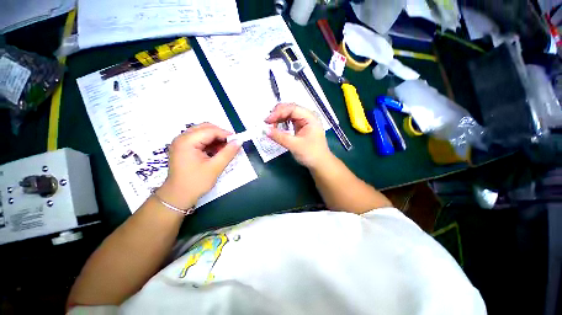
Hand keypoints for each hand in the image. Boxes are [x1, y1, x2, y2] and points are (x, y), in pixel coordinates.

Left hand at [158, 123, 240, 208]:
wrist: (178, 197)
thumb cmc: (195, 183)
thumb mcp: (215, 168)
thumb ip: (228, 153)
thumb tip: (239, 141)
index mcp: (187, 141)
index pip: (210, 130)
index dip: (226, 134)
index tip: (238, 141)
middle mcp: (182, 138)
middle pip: (206, 128)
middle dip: (221, 135)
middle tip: (232, 145)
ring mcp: (182, 142)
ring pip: (203, 133)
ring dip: (216, 139)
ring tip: (225, 150)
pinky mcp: (184, 148)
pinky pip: (200, 139)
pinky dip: (210, 143)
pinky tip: (217, 152)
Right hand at [265, 103, 331, 168]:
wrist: (320, 163)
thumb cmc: (311, 154)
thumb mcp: (294, 145)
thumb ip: (279, 137)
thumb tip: (265, 130)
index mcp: (310, 117)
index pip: (292, 108)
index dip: (278, 112)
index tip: (267, 121)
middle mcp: (307, 116)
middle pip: (290, 109)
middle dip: (277, 114)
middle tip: (267, 123)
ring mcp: (304, 121)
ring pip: (289, 114)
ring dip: (279, 118)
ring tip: (270, 125)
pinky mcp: (301, 127)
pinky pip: (289, 121)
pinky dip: (282, 123)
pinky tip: (276, 127)